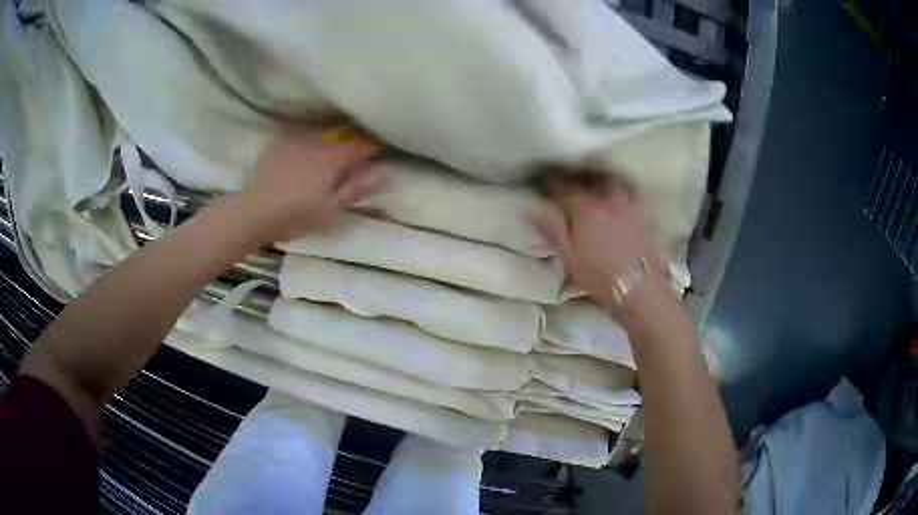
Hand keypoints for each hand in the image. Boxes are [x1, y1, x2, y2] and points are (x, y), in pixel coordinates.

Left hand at [235, 127, 386, 242]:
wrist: (254, 212)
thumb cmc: (296, 214)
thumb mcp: (331, 208)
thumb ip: (357, 188)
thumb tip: (386, 170)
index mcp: (333, 158)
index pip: (361, 145)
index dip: (374, 146)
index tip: (381, 150)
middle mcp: (316, 142)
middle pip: (341, 135)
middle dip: (352, 139)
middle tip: (356, 150)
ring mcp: (295, 140)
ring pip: (320, 132)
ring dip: (330, 136)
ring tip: (333, 144)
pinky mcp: (278, 144)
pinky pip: (299, 133)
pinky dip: (307, 137)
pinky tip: (305, 146)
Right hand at [534, 174, 660, 310]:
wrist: (640, 286)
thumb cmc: (599, 275)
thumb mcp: (568, 257)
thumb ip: (553, 230)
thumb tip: (537, 209)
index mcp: (583, 210)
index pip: (564, 189)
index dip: (554, 183)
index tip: (547, 181)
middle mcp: (604, 201)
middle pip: (588, 181)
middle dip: (576, 178)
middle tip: (569, 179)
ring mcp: (625, 205)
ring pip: (609, 183)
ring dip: (599, 181)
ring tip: (594, 183)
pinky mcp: (641, 215)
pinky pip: (630, 193)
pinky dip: (622, 189)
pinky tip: (620, 194)